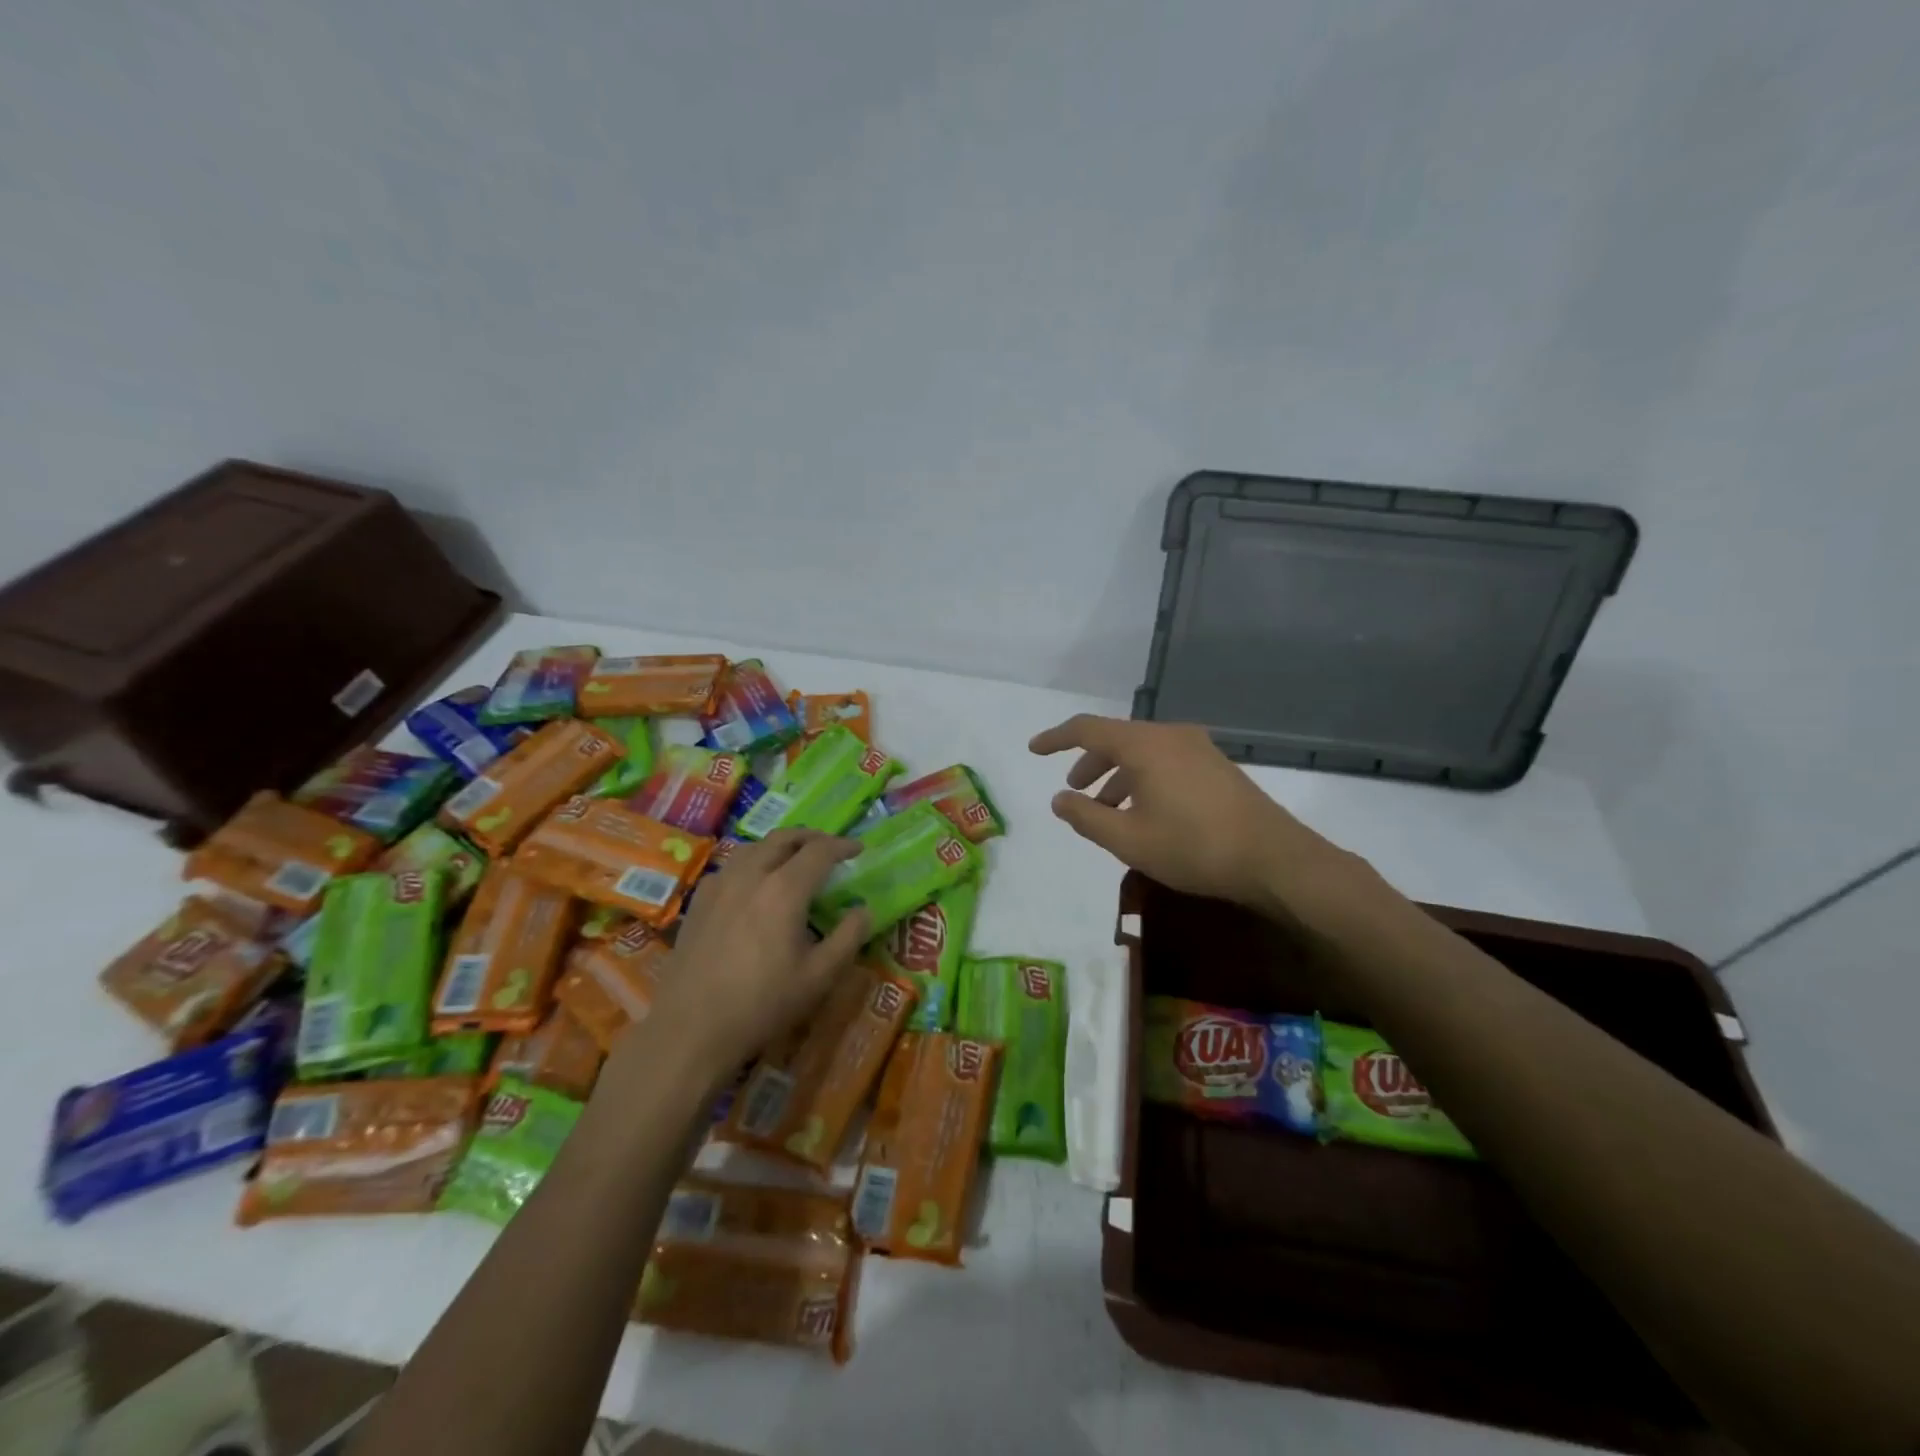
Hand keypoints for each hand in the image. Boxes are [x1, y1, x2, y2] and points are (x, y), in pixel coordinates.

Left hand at [642, 830, 872, 1079]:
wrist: (692, 1027)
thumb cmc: (763, 1003)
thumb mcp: (819, 977)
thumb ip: (848, 937)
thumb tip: (863, 910)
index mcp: (785, 889)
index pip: (819, 851)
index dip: (842, 846)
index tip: (858, 849)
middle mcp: (751, 875)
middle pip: (784, 838)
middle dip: (811, 837)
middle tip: (829, 847)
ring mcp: (720, 885)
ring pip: (754, 848)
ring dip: (780, 846)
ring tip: (793, 859)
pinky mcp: (699, 901)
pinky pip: (730, 867)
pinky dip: (752, 863)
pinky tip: (753, 884)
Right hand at [1029, 715, 1376, 923]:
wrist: (1275, 859)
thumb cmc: (1193, 847)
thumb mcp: (1128, 840)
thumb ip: (1086, 817)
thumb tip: (1059, 799)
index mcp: (1144, 745)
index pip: (1088, 729)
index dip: (1056, 738)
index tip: (1034, 750)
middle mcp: (1170, 736)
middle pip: (1117, 740)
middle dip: (1089, 764)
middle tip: (1074, 792)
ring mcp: (1198, 749)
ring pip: (1142, 753)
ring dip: (1117, 777)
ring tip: (1106, 812)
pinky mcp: (1216, 767)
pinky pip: (1165, 763)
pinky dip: (1143, 780)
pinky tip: (1144, 813)